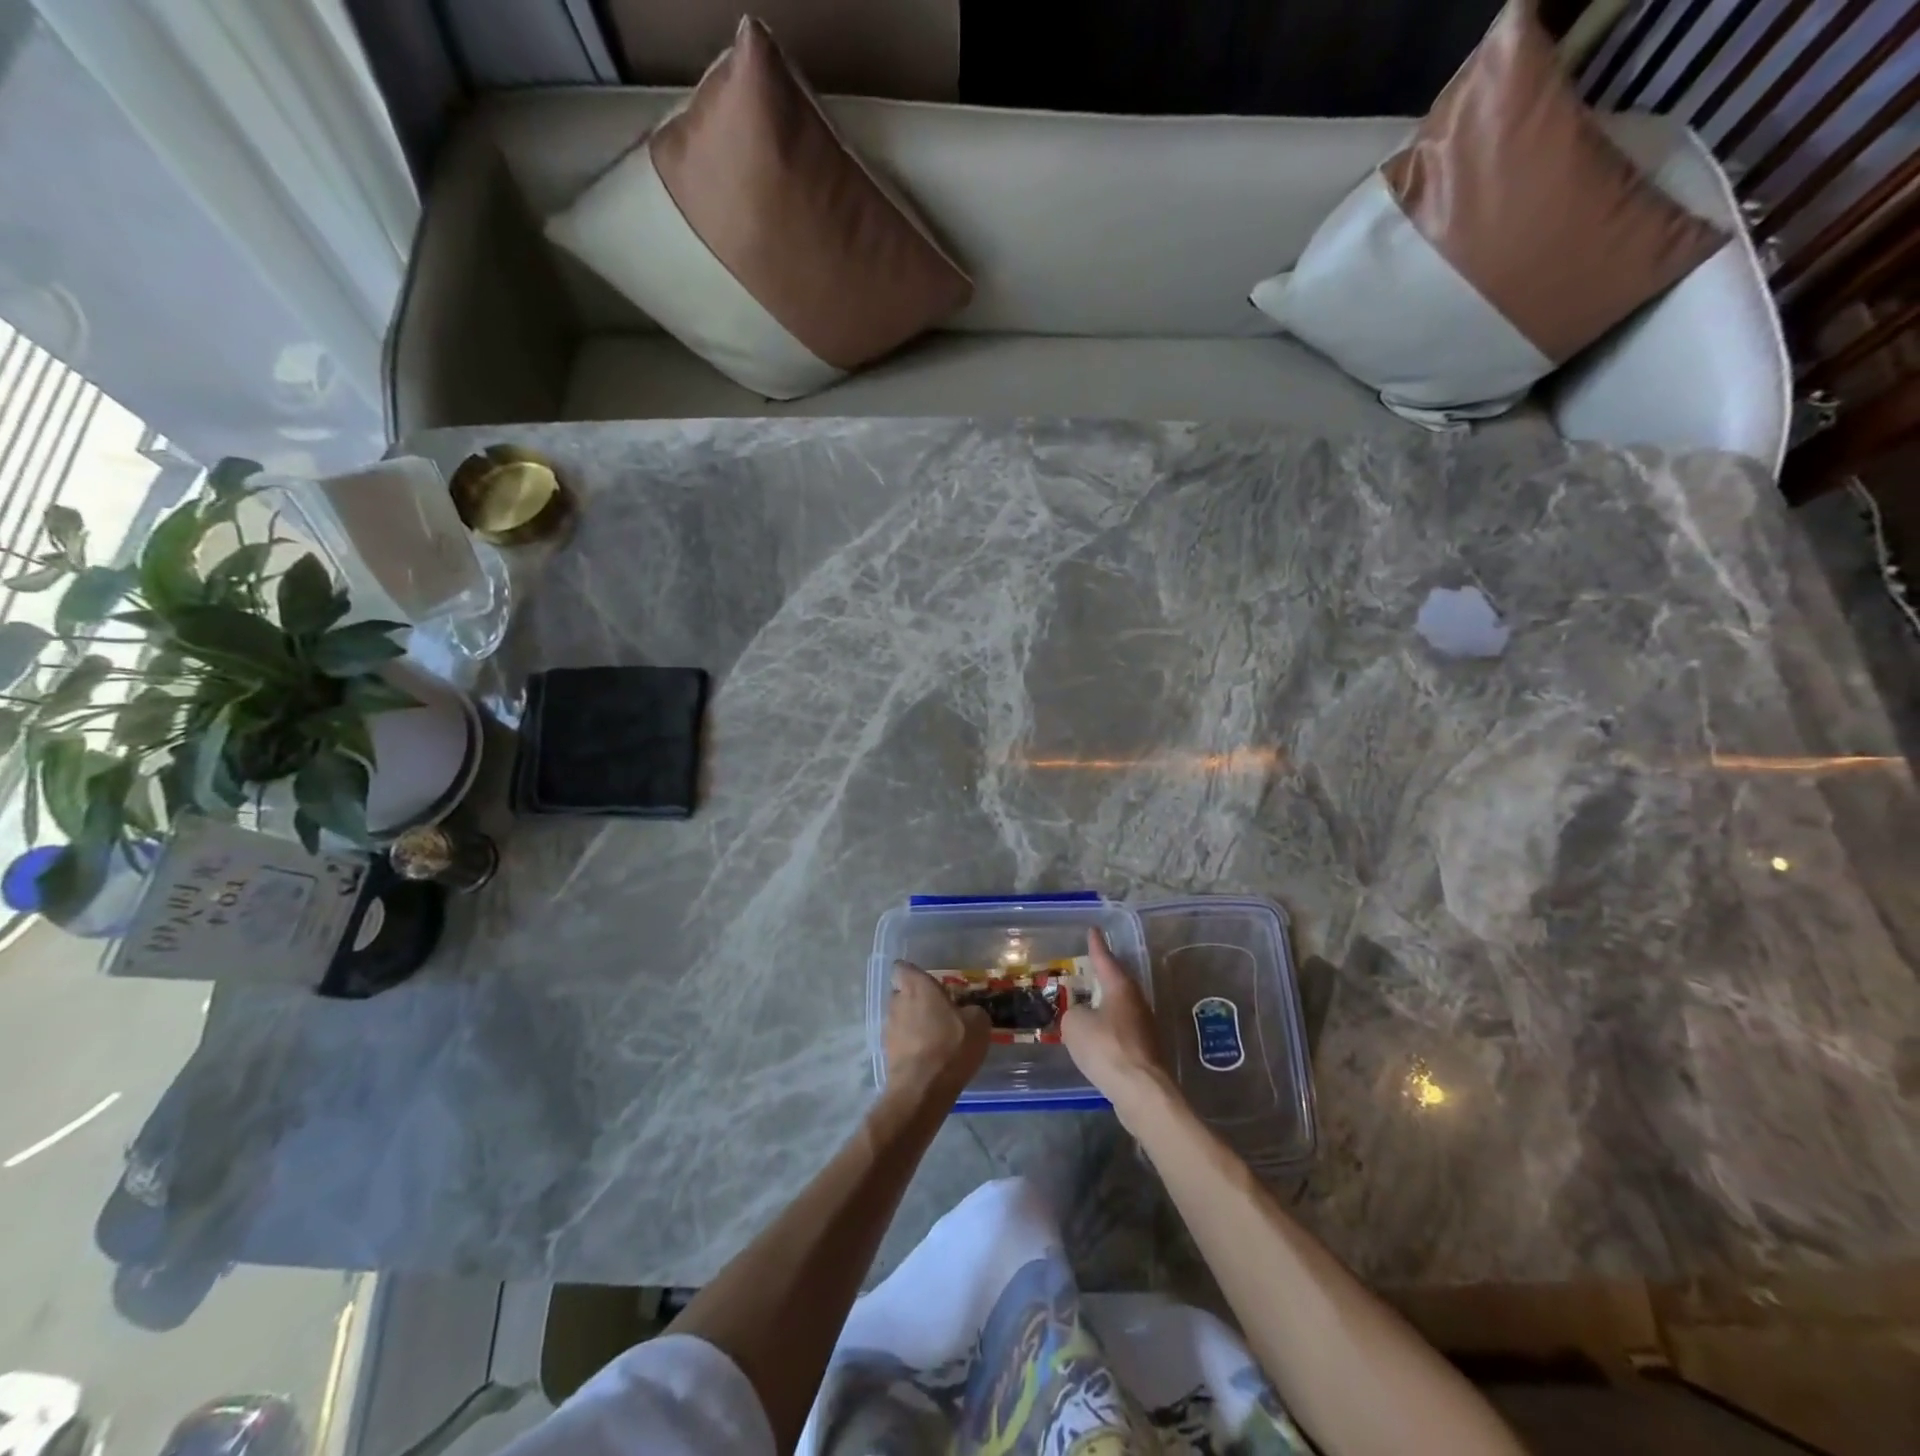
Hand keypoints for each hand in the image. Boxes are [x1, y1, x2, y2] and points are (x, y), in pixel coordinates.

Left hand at [884, 963, 988, 1105]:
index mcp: (916, 986)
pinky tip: (930, 1056)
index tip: (931, 984)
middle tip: (939, 1011)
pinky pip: (901, 1040)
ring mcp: (889, 1028)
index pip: (902, 967)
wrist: (922, 1090)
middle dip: (917, 999)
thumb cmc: (951, 1045)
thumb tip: (968, 1011)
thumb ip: (972, 1009)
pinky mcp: (887, 1052)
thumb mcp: (978, 1023)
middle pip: (902, 992)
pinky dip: (912, 1044)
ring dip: (914, 1023)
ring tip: (936, 1037)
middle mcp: (897, 1001)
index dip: (914, 974)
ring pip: (901, 1017)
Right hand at [1063, 929, 1173, 1119]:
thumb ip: (1073, 1013)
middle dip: (1103, 976)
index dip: (1097, 945)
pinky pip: (1120, 1032)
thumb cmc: (1107, 1048)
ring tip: (1088, 1004)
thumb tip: (1081, 1017)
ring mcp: (1144, 1028)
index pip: (1105, 959)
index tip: (1093, 930)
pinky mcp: (1145, 1052)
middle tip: (1089, 968)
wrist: (1140, 1091)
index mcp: (1120, 987)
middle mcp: (1136, 1002)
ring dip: (1105, 1006)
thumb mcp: (1075, 1025)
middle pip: (1117, 983)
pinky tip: (1096, 1039)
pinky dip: (1108, 1031)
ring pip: (1120, 1008)